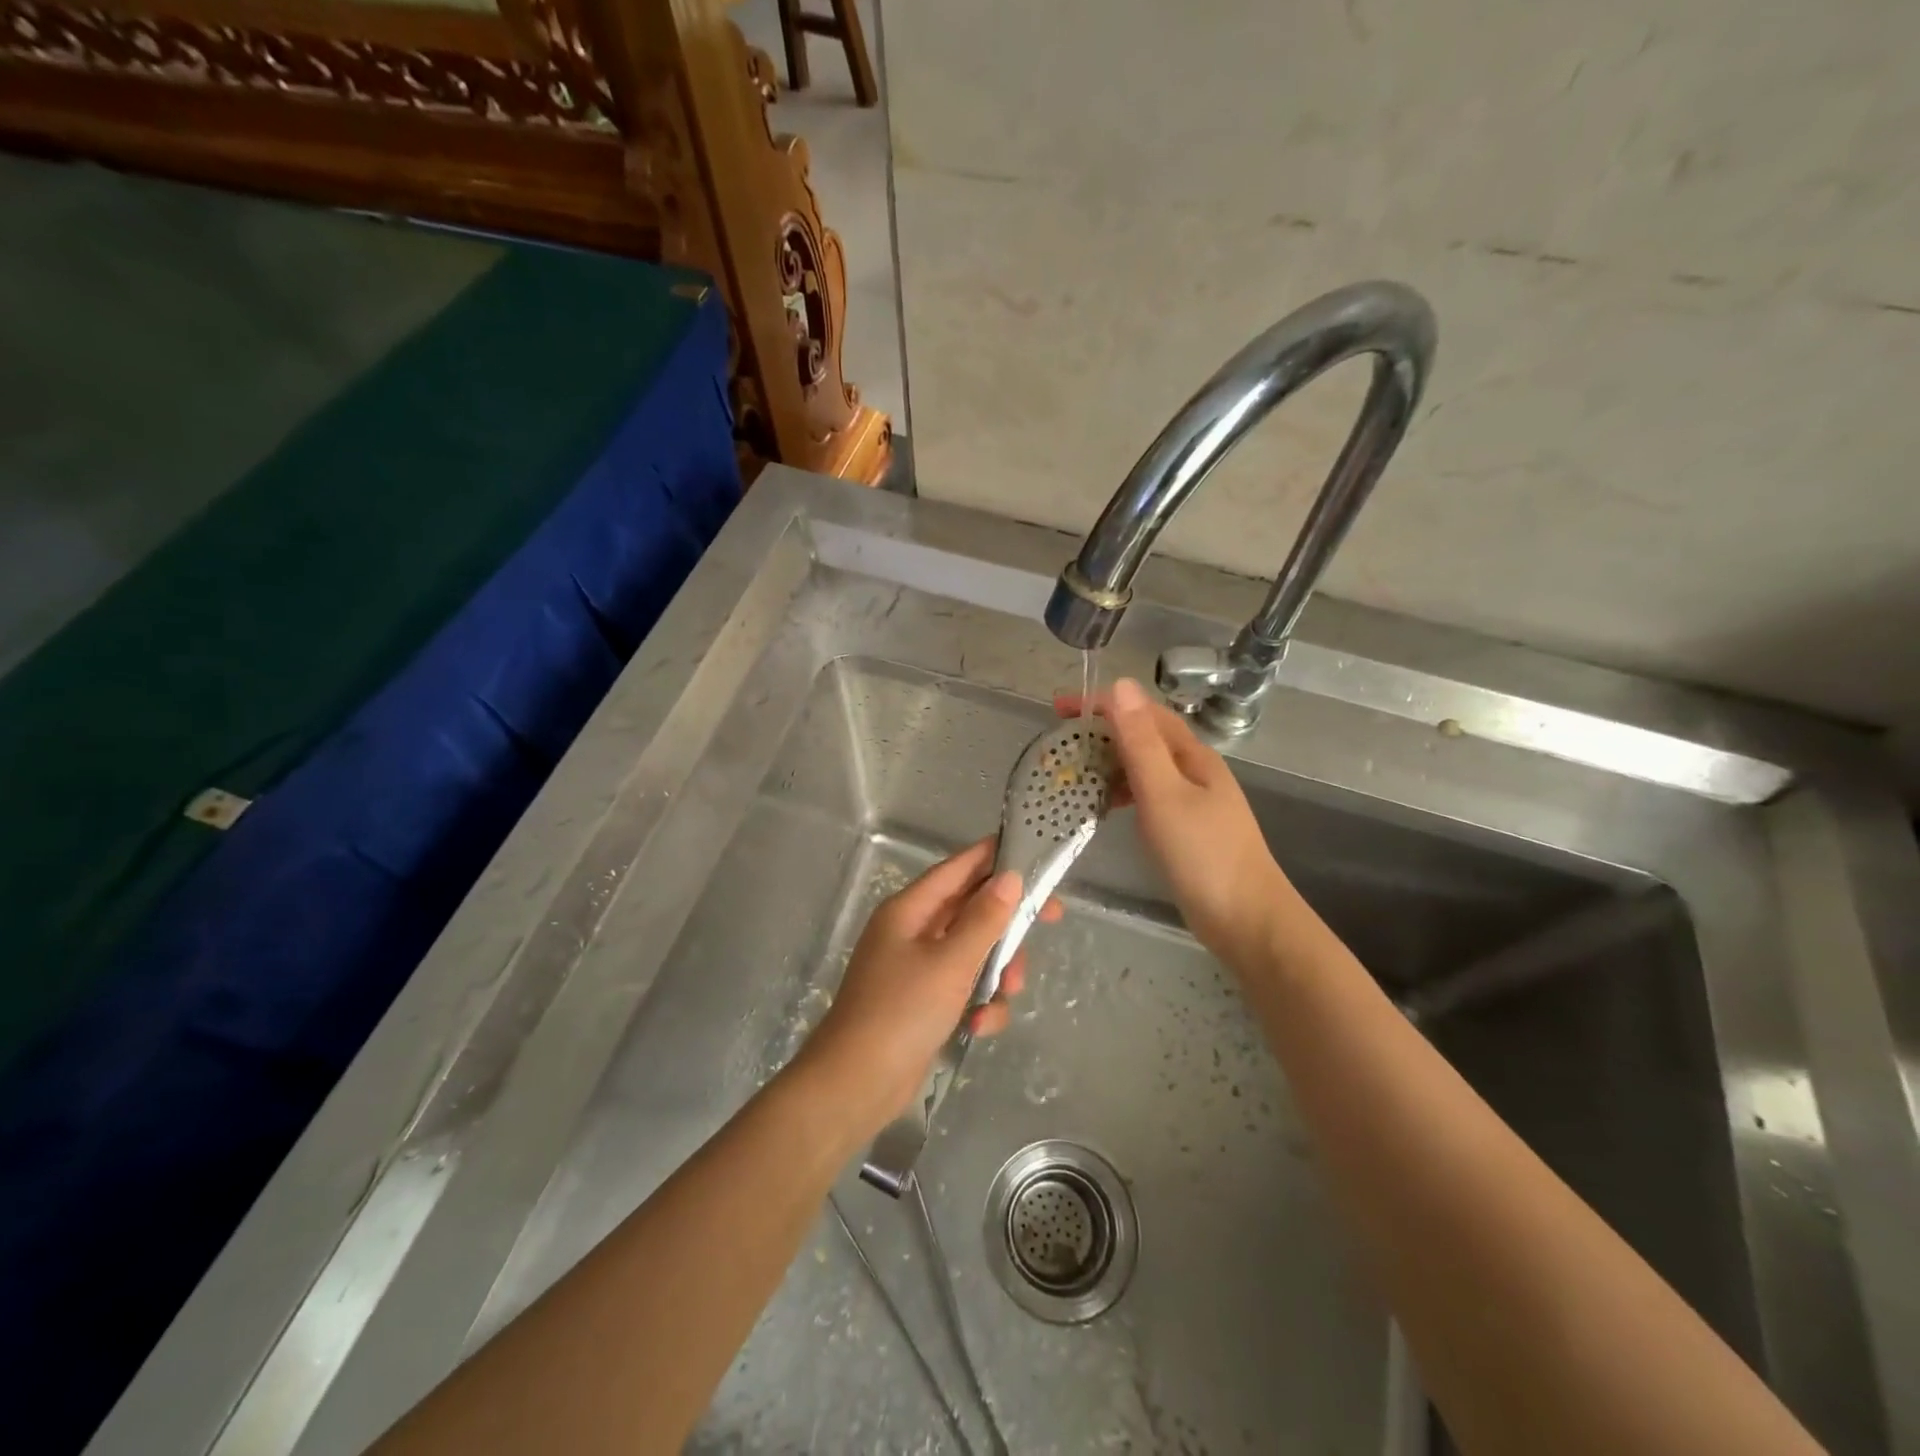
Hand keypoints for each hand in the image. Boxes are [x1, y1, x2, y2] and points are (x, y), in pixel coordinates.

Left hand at [800, 839, 1059, 1130]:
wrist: (856, 1084)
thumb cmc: (901, 1012)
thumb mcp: (950, 962)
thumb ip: (984, 919)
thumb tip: (1010, 877)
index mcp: (910, 910)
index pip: (958, 868)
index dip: (995, 858)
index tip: (1035, 856)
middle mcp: (913, 931)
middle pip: (972, 910)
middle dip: (1007, 923)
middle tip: (1050, 921)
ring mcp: (918, 968)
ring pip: (975, 951)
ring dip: (997, 971)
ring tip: (1006, 993)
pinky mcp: (925, 1002)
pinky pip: (964, 988)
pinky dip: (978, 1003)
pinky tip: (979, 1026)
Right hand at [1058, 677, 1292, 965]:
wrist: (1246, 919)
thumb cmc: (1203, 855)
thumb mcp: (1164, 794)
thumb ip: (1141, 743)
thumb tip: (1122, 685)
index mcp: (1191, 755)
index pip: (1142, 713)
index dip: (1101, 704)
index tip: (1058, 708)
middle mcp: (1192, 769)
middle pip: (1143, 736)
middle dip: (1101, 731)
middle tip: (1058, 742)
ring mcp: (1191, 799)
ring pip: (1143, 767)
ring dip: (1108, 761)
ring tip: (1072, 771)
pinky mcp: (1184, 826)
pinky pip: (1146, 794)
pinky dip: (1120, 791)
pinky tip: (1104, 805)